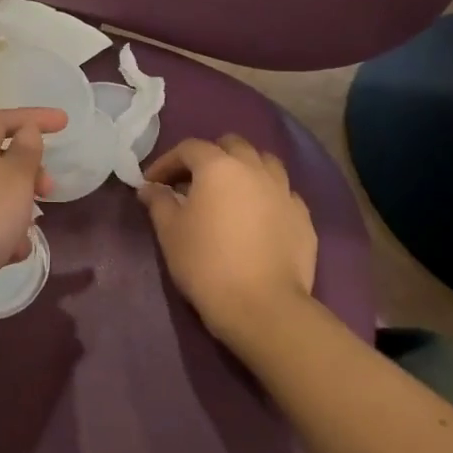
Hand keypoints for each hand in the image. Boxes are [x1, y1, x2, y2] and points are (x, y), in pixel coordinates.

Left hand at [0, 107, 66, 306]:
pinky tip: (14, 253)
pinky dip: (6, 235)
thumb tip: (25, 131)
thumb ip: (25, 152)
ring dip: (20, 207)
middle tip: (50, 188)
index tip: (63, 123)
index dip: (32, 116)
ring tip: (32, 228)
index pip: (0, 120)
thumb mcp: (15, 178)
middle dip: (30, 170)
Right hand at [139, 135, 318, 349]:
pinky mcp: (303, 217)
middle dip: (209, 157)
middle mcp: (255, 169)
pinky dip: (266, 195)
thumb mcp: (170, 231)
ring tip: (230, 193)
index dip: (167, 162)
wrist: (262, 306)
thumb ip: (158, 202)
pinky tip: (257, 216)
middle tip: (192, 182)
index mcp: (219, 166)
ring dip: (243, 169)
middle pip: (232, 145)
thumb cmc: (206, 263)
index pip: (189, 149)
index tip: (153, 183)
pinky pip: (283, 193)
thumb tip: (150, 188)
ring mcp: (284, 191)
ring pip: (264, 163)